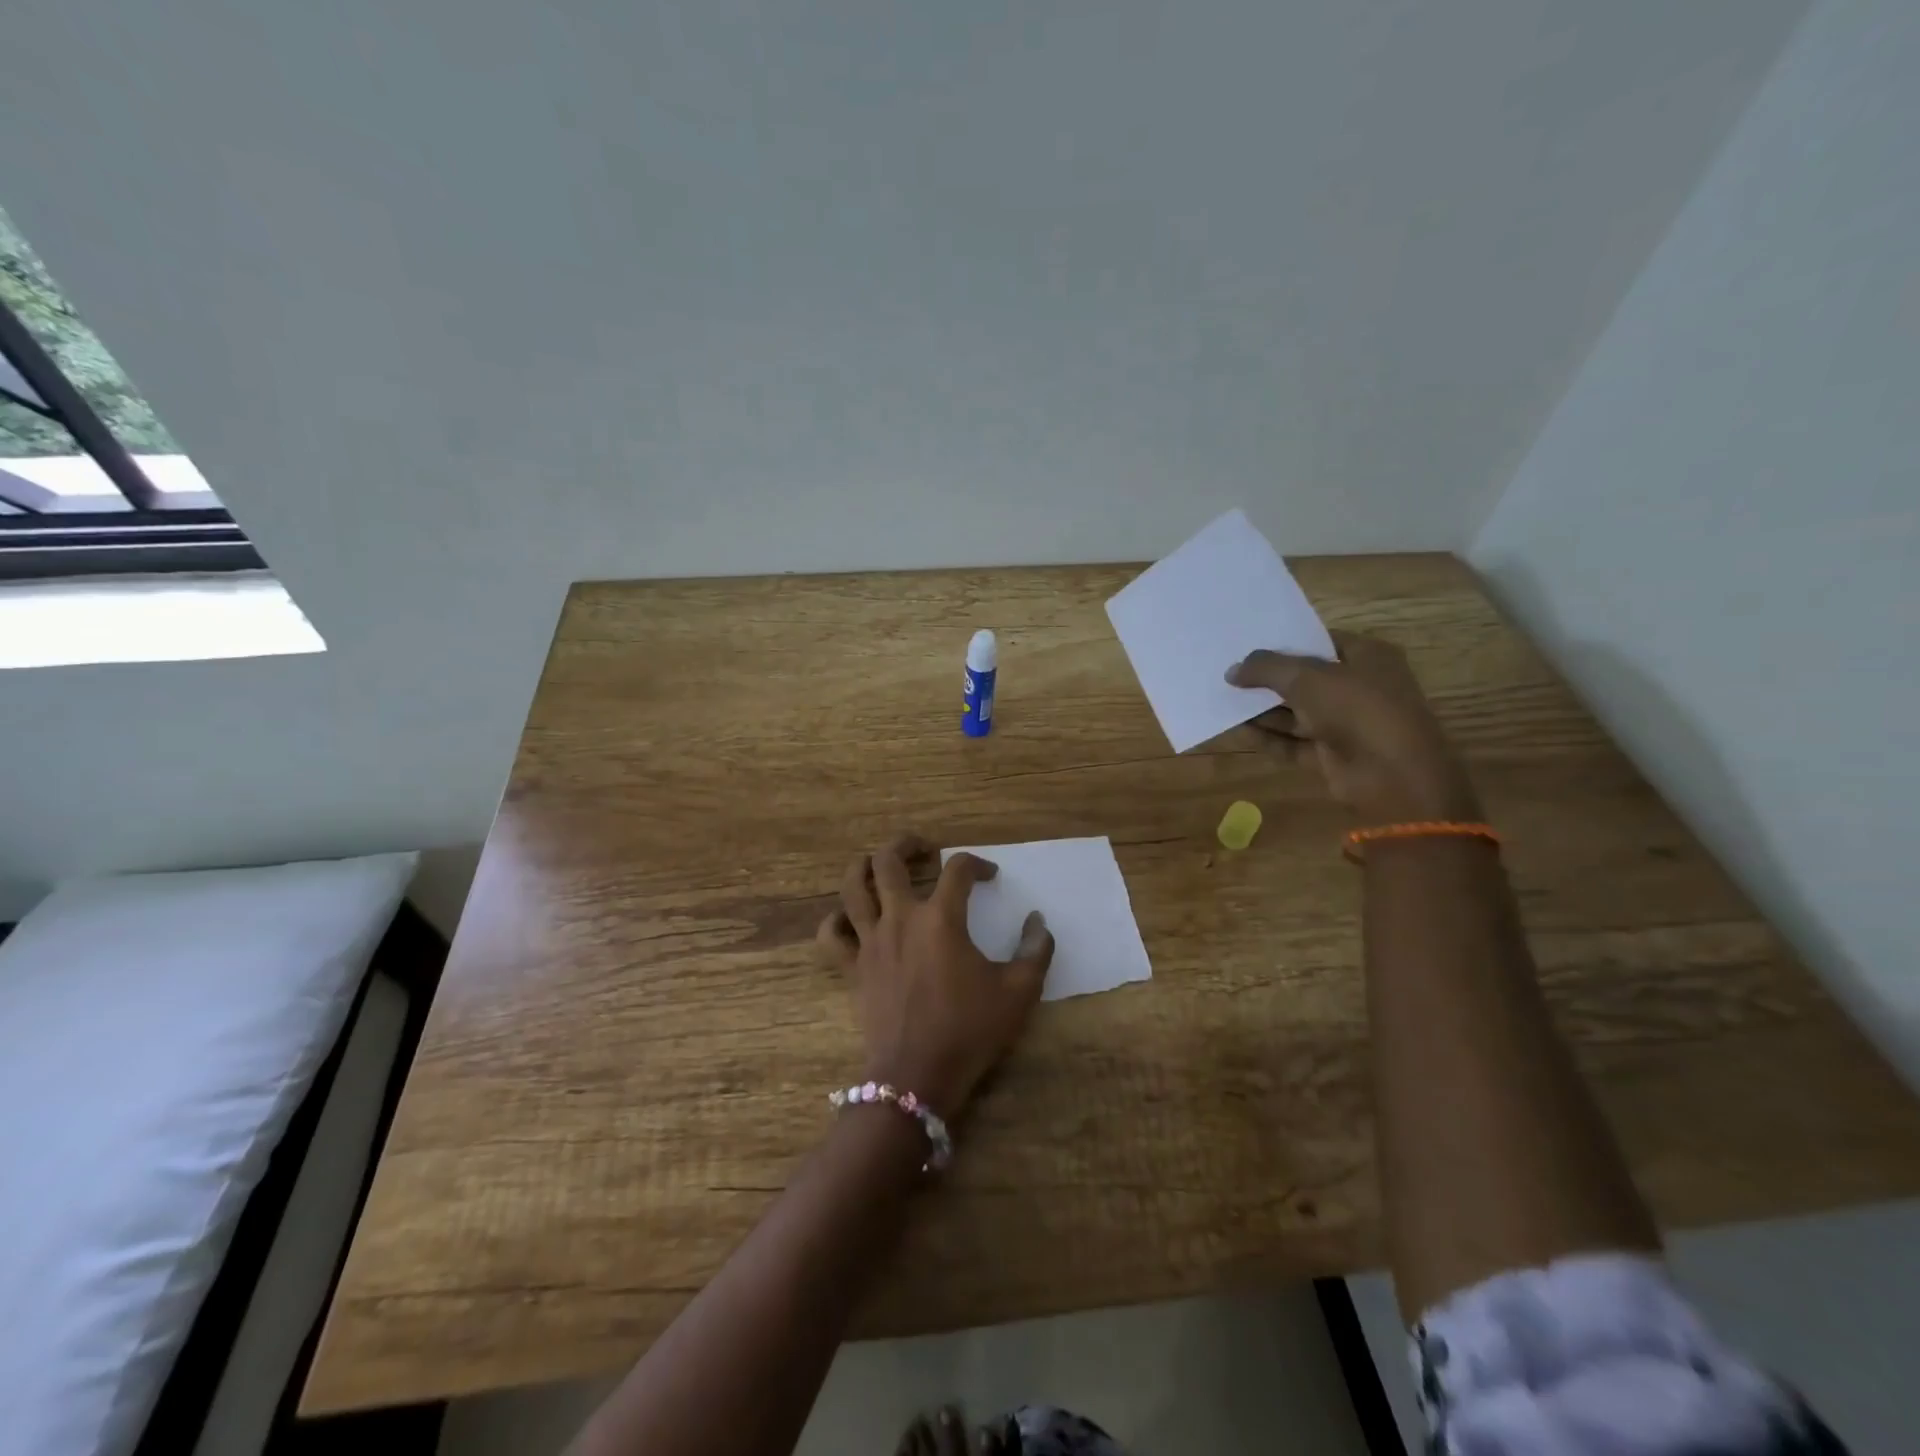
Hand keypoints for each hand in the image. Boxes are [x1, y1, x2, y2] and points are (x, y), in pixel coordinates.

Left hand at [817, 833, 1054, 1116]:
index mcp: (941, 919)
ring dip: (864, 867)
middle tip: (925, 849)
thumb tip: (1038, 921)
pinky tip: (850, 918)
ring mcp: (870, 941)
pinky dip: (836, 919)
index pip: (958, 869)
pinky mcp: (851, 968)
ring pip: (852, 887)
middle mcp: (900, 918)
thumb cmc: (969, 1031)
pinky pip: (831, 934)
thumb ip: (1035, 951)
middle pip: (889, 861)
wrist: (917, 1076)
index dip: (977, 864)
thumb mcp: (1019, 992)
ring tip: (879, 865)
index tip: (990, 876)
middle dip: (906, 844)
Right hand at [1228, 632, 1481, 823]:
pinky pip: (1295, 743)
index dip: (1285, 643)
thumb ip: (1266, 669)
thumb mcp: (1306, 677)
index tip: (1248, 645)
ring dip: (1264, 710)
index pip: (1320, 642)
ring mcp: (1347, 724)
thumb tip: (1232, 671)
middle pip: (1305, 679)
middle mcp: (1359, 688)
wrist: (1393, 776)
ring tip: (1224, 701)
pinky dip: (1269, 738)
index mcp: (1368, 657)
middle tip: (1229, 674)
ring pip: (1297, 713)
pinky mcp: (1333, 755)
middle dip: (1268, 679)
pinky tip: (1239, 730)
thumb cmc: (1357, 709)